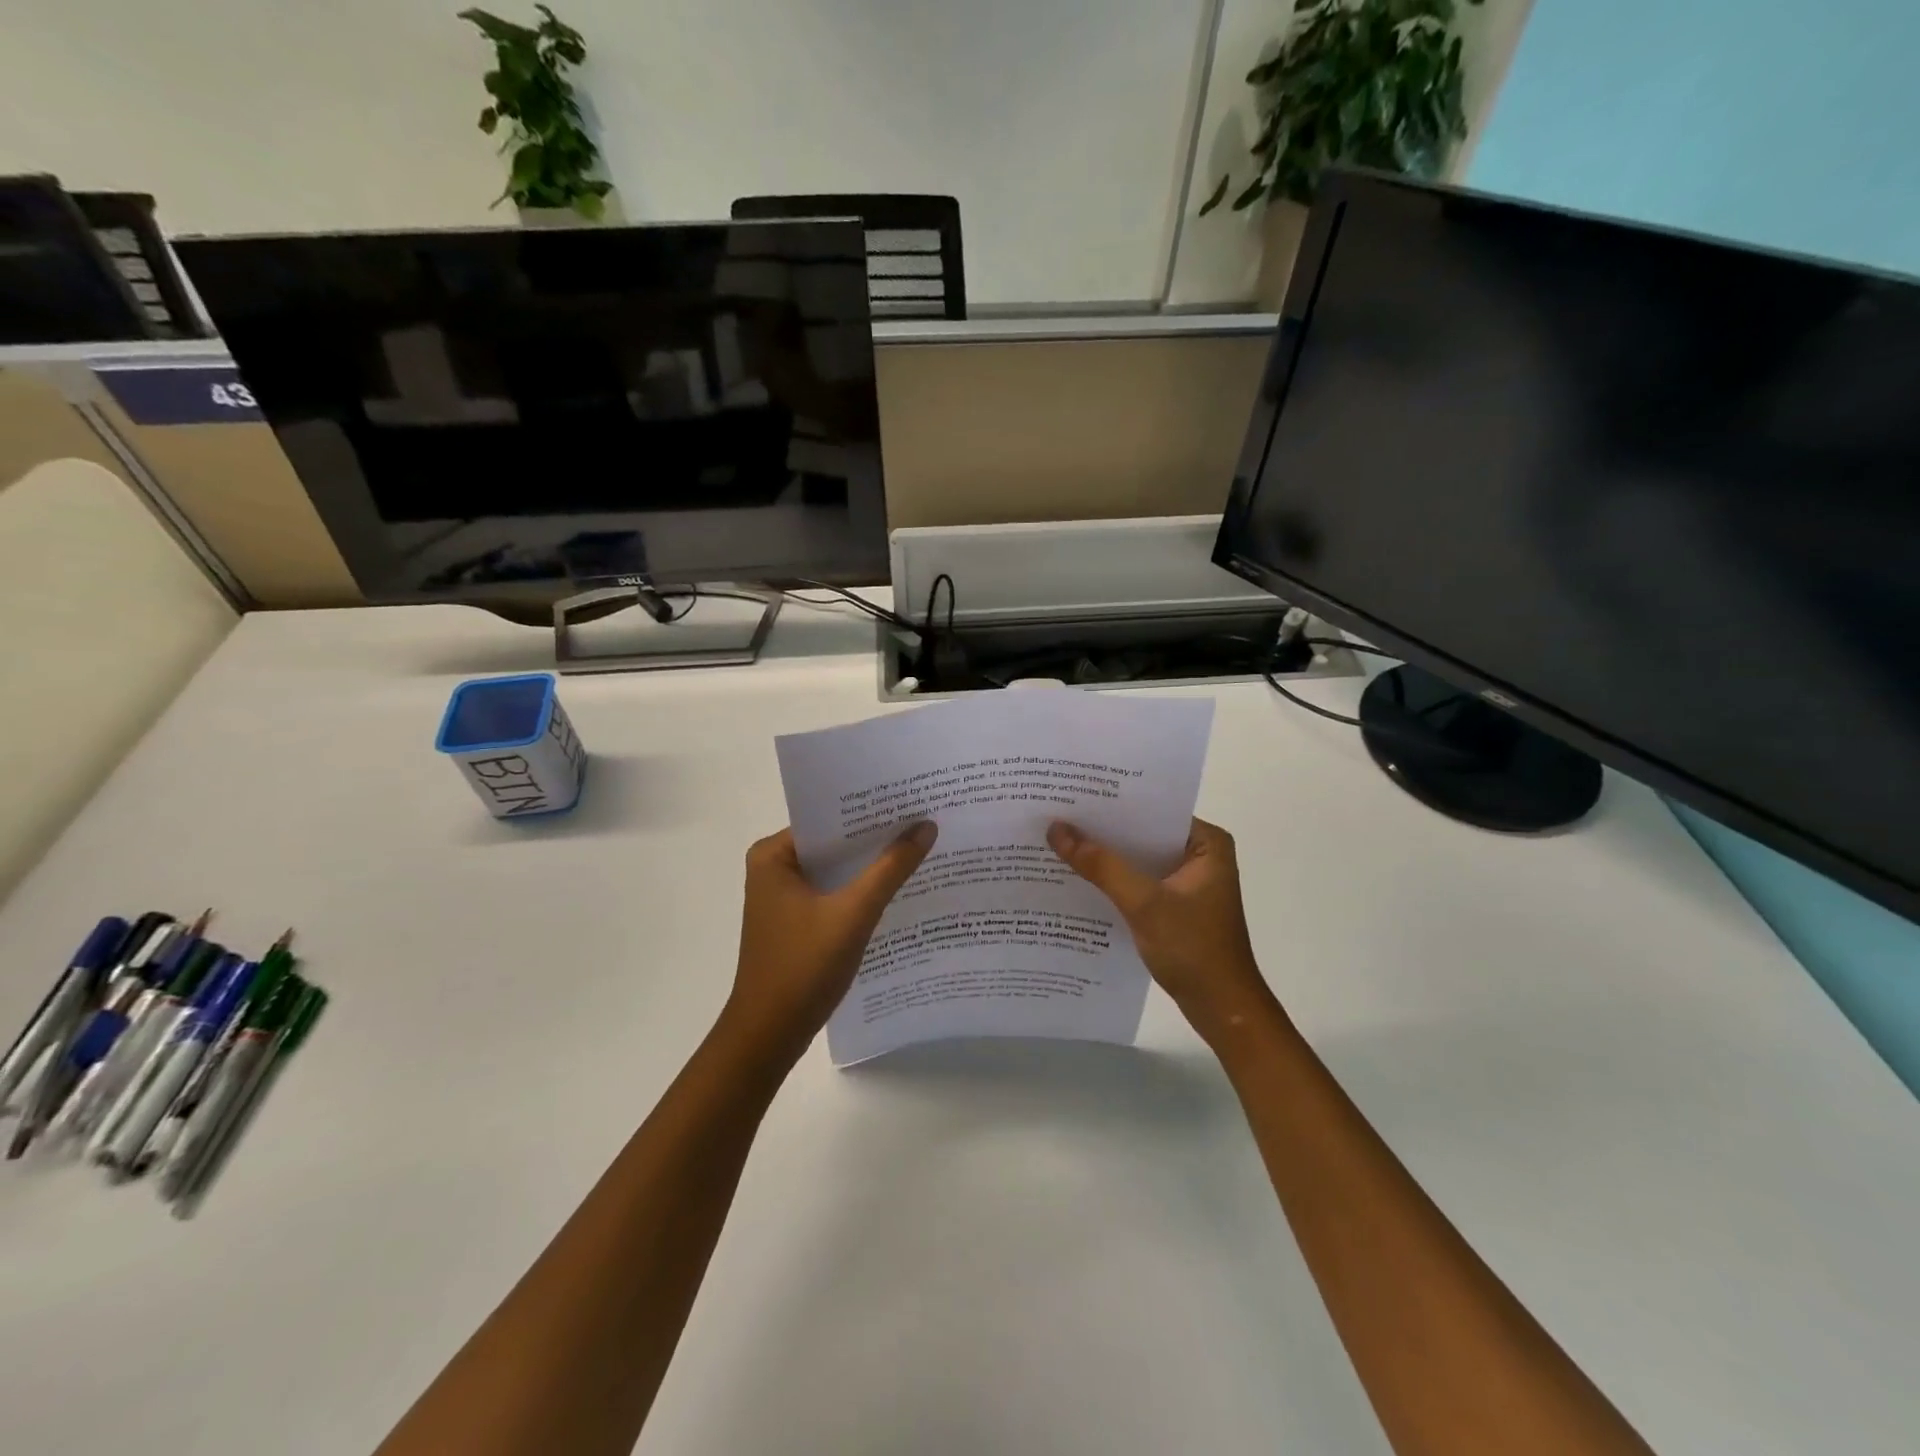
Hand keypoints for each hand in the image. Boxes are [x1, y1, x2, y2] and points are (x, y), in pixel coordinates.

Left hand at [723, 822, 937, 1061]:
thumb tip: (926, 826)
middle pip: (834, 843)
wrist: (769, 1036)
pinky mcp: (796, 921)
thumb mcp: (853, 913)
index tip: (911, 799)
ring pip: (836, 869)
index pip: (828, 818)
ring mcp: (783, 896)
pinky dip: (860, 890)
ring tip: (920, 847)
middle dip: (875, 837)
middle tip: (924, 819)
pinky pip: (834, 892)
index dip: (870, 810)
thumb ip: (890, 869)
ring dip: (870, 865)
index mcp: (773, 855)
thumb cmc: (803, 967)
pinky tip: (897, 888)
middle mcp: (774, 868)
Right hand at [1047, 817, 1278, 1042]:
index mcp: (1207, 842)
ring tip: (1058, 840)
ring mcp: (1187, 882)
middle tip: (1056, 814)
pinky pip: (1138, 881)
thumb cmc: (1193, 949)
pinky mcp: (1175, 905)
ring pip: (1138, 859)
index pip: (1153, 810)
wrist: (1221, 1010)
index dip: (1113, 803)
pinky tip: (1078, 877)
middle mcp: (1200, 854)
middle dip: (1103, 830)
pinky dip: (1113, 880)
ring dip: (1105, 856)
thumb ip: (1101, 865)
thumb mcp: (1144, 903)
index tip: (1072, 794)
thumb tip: (1056, 829)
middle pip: (1143, 833)